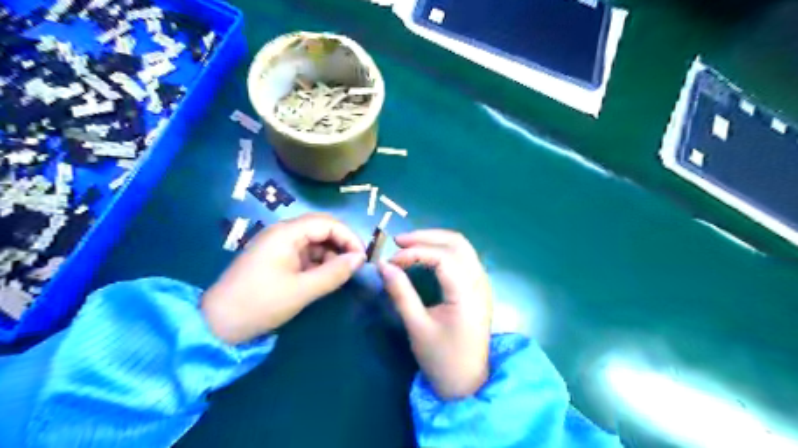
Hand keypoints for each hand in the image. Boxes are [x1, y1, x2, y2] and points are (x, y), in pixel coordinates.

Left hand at [205, 211, 367, 343]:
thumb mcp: (302, 290)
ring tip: (340, 276)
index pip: (327, 223)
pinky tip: (324, 278)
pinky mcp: (277, 259)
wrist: (218, 324)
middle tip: (355, 266)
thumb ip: (334, 272)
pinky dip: (318, 263)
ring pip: (315, 242)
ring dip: (331, 255)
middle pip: (321, 229)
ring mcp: (278, 246)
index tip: (362, 258)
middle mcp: (283, 233)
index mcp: (286, 233)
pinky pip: (305, 254)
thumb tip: (360, 259)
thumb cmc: (261, 303)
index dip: (348, 237)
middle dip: (341, 245)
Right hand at [377, 231, 489, 397]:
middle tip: (399, 241)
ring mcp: (482, 284)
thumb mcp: (417, 327)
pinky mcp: (479, 288)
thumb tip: (384, 266)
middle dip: (426, 237)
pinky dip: (444, 250)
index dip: (415, 252)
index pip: (443, 257)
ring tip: (409, 245)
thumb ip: (401, 293)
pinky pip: (464, 257)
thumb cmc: (442, 358)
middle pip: (457, 242)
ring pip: (462, 247)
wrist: (467, 382)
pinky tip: (426, 256)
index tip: (392, 261)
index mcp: (467, 294)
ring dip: (435, 240)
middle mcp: (480, 282)